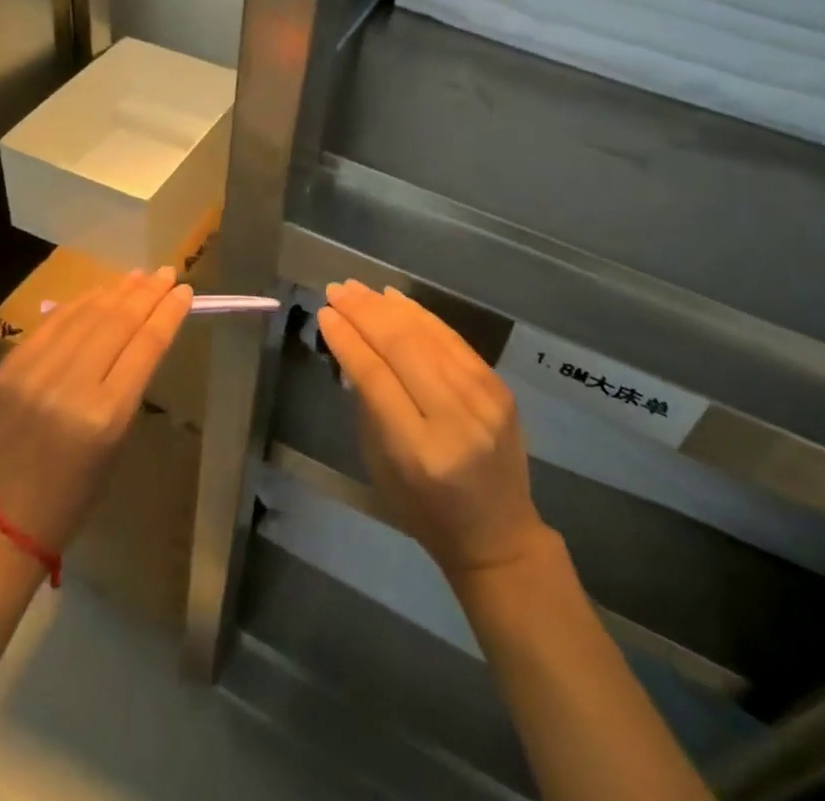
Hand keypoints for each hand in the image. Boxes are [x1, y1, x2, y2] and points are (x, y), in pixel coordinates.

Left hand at [0, 268, 191, 552]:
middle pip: (118, 322)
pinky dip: (81, 303)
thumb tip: (145, 330)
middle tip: (167, 274)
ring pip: (86, 314)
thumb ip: (130, 382)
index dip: (168, 312)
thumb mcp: (118, 440)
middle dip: (148, 293)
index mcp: (106, 414)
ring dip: (117, 290)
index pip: (146, 344)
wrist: (3, 518)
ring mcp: (35, 373)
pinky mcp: (8, 368)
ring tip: (140, 276)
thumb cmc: (76, 490)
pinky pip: (52, 323)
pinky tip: (100, 292)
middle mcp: (70, 386)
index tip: (186, 291)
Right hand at [319, 280, 553, 577]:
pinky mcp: (499, 386)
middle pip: (402, 348)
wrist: (499, 534)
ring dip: (388, 306)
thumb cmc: (425, 510)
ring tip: (358, 289)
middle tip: (337, 290)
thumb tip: (351, 344)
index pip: (376, 377)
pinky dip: (419, 314)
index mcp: (419, 450)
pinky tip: (395, 299)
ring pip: (427, 335)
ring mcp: (484, 399)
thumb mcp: (381, 465)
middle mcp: (455, 418)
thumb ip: (368, 403)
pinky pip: (451, 338)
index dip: (348, 340)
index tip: (325, 313)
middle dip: (364, 313)